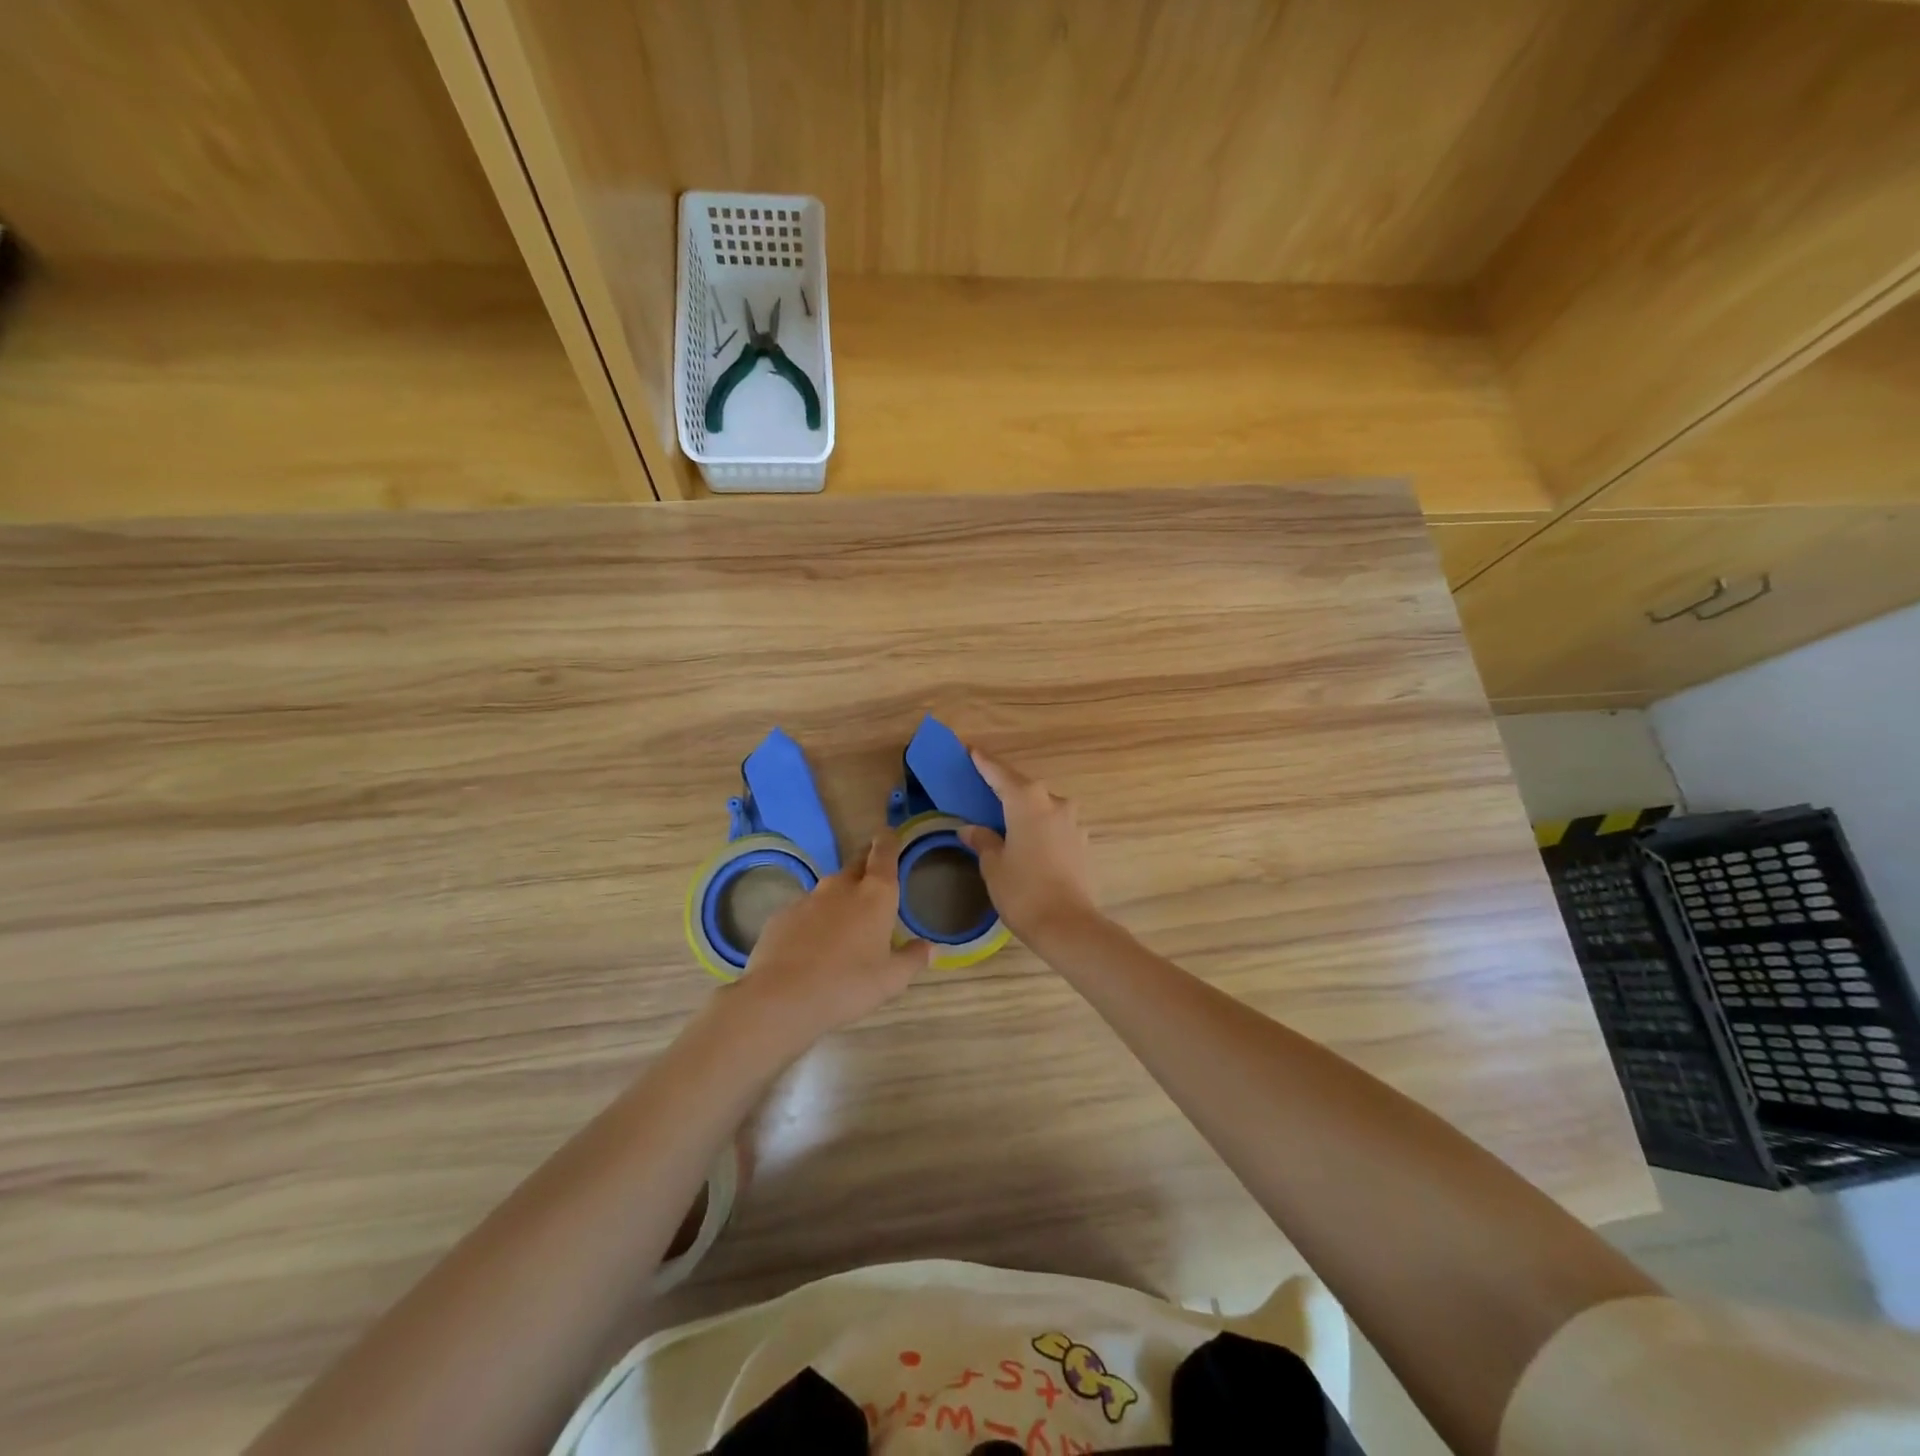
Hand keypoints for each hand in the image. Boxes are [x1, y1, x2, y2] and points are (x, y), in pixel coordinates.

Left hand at [730, 830, 931, 1051]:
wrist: (782, 997)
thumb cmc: (848, 985)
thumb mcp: (891, 980)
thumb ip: (912, 959)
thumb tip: (930, 948)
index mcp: (875, 895)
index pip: (884, 854)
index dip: (888, 841)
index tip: (889, 834)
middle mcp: (841, 887)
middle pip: (856, 863)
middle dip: (866, 863)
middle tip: (874, 876)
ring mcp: (808, 899)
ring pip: (829, 889)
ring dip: (839, 897)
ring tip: (844, 922)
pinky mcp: (782, 915)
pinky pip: (804, 910)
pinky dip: (813, 920)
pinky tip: (811, 945)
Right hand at [958, 751, 1100, 945]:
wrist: (1068, 925)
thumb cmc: (1023, 891)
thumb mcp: (993, 865)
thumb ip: (983, 841)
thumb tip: (971, 829)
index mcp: (1028, 801)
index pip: (1000, 774)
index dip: (985, 763)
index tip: (972, 751)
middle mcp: (1054, 803)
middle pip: (1025, 788)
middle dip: (1005, 788)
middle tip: (985, 789)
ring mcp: (1073, 823)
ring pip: (1043, 807)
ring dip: (1026, 810)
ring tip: (1007, 822)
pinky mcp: (1083, 843)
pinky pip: (1055, 826)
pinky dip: (1040, 828)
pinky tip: (1029, 843)